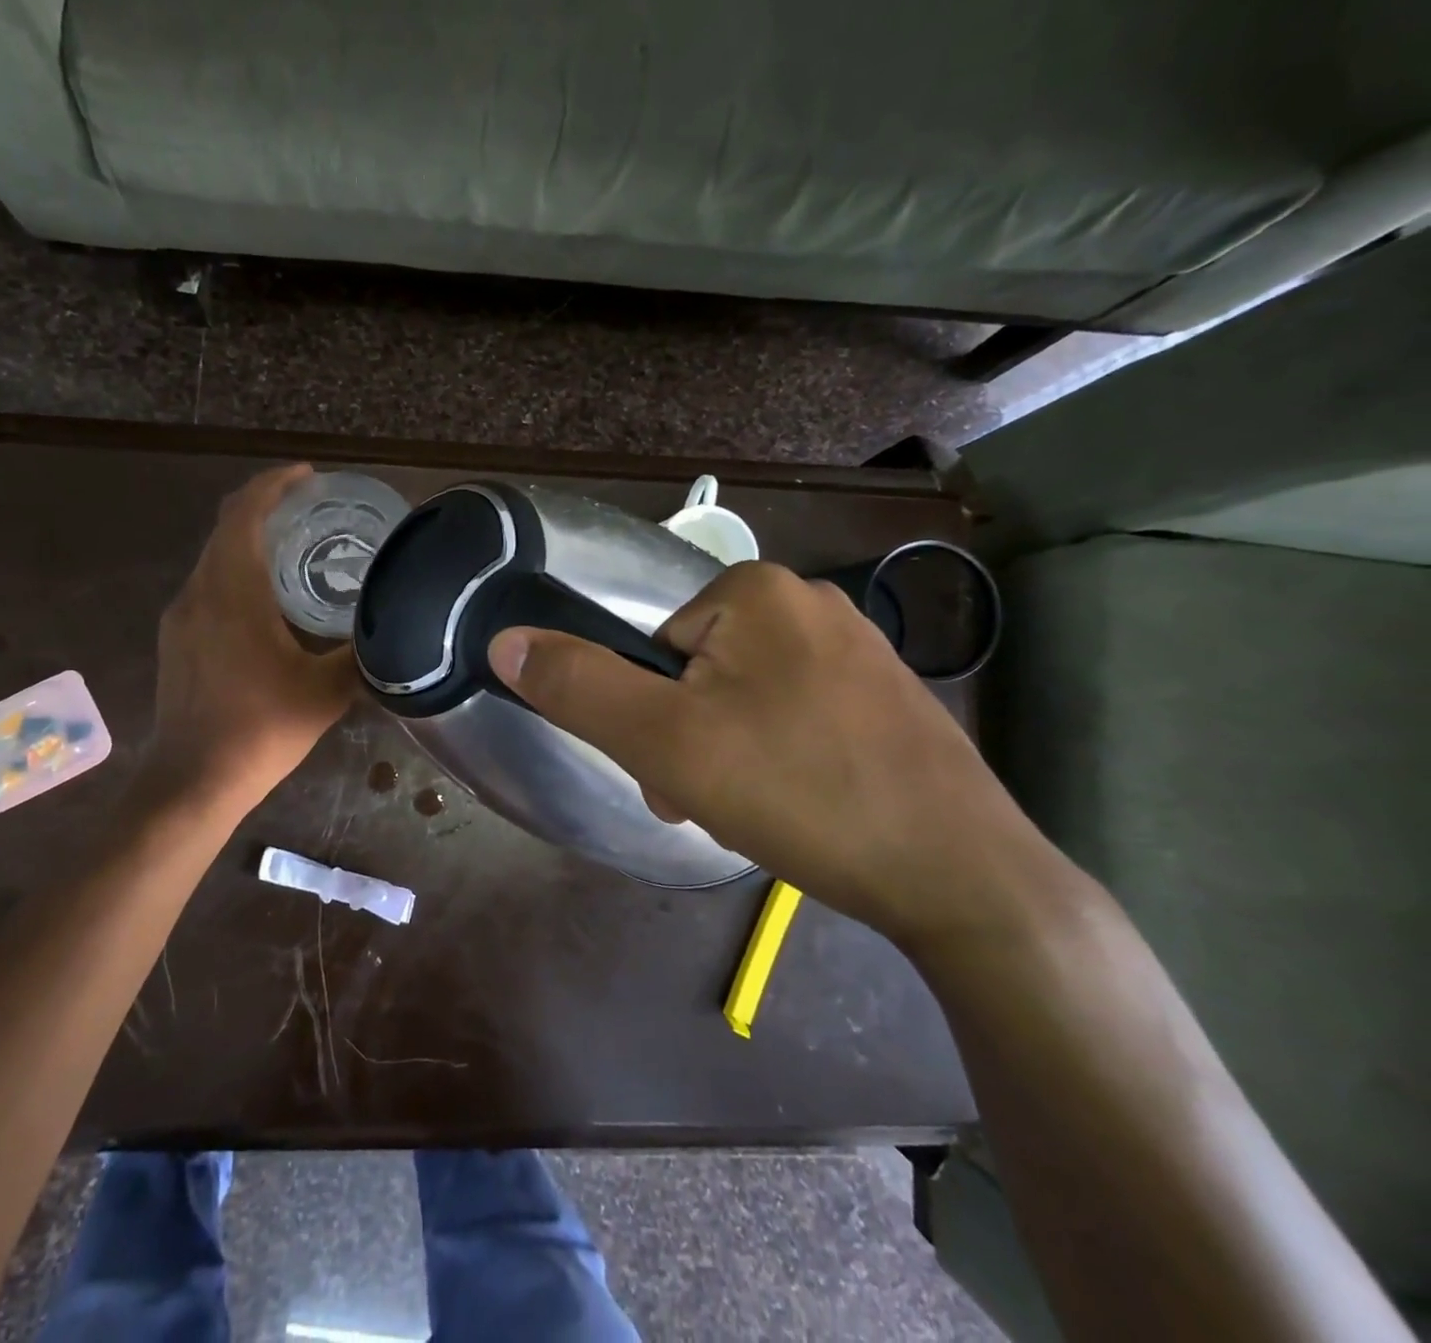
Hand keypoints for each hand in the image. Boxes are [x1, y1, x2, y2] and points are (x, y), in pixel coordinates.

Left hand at [147, 465, 356, 816]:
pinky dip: (237, 572)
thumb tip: (392, 630)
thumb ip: (361, 653)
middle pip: (226, 528)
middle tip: (311, 508)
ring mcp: (180, 618)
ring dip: (250, 541)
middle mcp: (198, 593)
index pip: (244, 514)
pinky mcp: (176, 641)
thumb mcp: (326, 691)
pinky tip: (267, 600)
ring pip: (214, 558)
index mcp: (232, 592)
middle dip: (265, 507)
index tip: (308, 475)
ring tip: (296, 549)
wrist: (193, 782)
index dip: (274, 484)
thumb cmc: (261, 730)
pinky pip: (207, 586)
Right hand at [486, 561, 1065, 950]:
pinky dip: (779, 759)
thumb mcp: (664, 741)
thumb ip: (578, 687)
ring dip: (728, 755)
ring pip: (742, 699)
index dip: (650, 720)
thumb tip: (504, 640)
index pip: (655, 650)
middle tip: (714, 802)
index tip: (675, 777)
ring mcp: (856, 648)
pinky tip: (804, 804)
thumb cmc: (798, 791)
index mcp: (755, 591)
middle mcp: (808, 602)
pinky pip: (795, 715)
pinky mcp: (885, 695)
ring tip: (760, 813)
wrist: (961, 874)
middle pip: (698, 674)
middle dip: (689, 742)